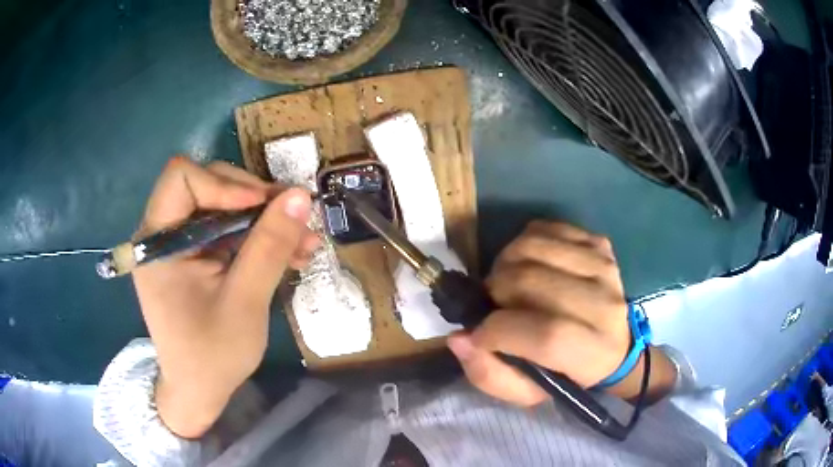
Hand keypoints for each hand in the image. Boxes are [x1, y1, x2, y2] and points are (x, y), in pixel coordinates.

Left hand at [133, 157, 319, 437]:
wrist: (200, 391)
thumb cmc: (212, 355)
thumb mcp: (245, 303)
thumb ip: (269, 247)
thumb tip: (300, 196)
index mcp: (157, 243)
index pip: (182, 179)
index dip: (224, 183)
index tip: (264, 206)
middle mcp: (163, 233)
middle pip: (207, 186)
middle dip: (255, 200)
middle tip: (295, 220)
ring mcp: (180, 244)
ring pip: (225, 206)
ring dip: (265, 220)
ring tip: (305, 242)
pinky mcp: (196, 256)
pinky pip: (229, 230)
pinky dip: (259, 238)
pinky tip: (291, 253)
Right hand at [447, 221, 675, 406]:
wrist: (614, 346)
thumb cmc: (565, 375)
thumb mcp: (526, 392)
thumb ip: (489, 374)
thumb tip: (459, 338)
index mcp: (593, 353)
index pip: (547, 334)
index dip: (499, 332)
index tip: (478, 334)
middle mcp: (605, 305)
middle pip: (531, 281)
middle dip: (496, 292)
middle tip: (494, 305)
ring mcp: (604, 267)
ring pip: (532, 246)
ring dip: (505, 264)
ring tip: (508, 284)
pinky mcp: (598, 244)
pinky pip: (545, 227)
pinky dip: (524, 243)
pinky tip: (530, 265)